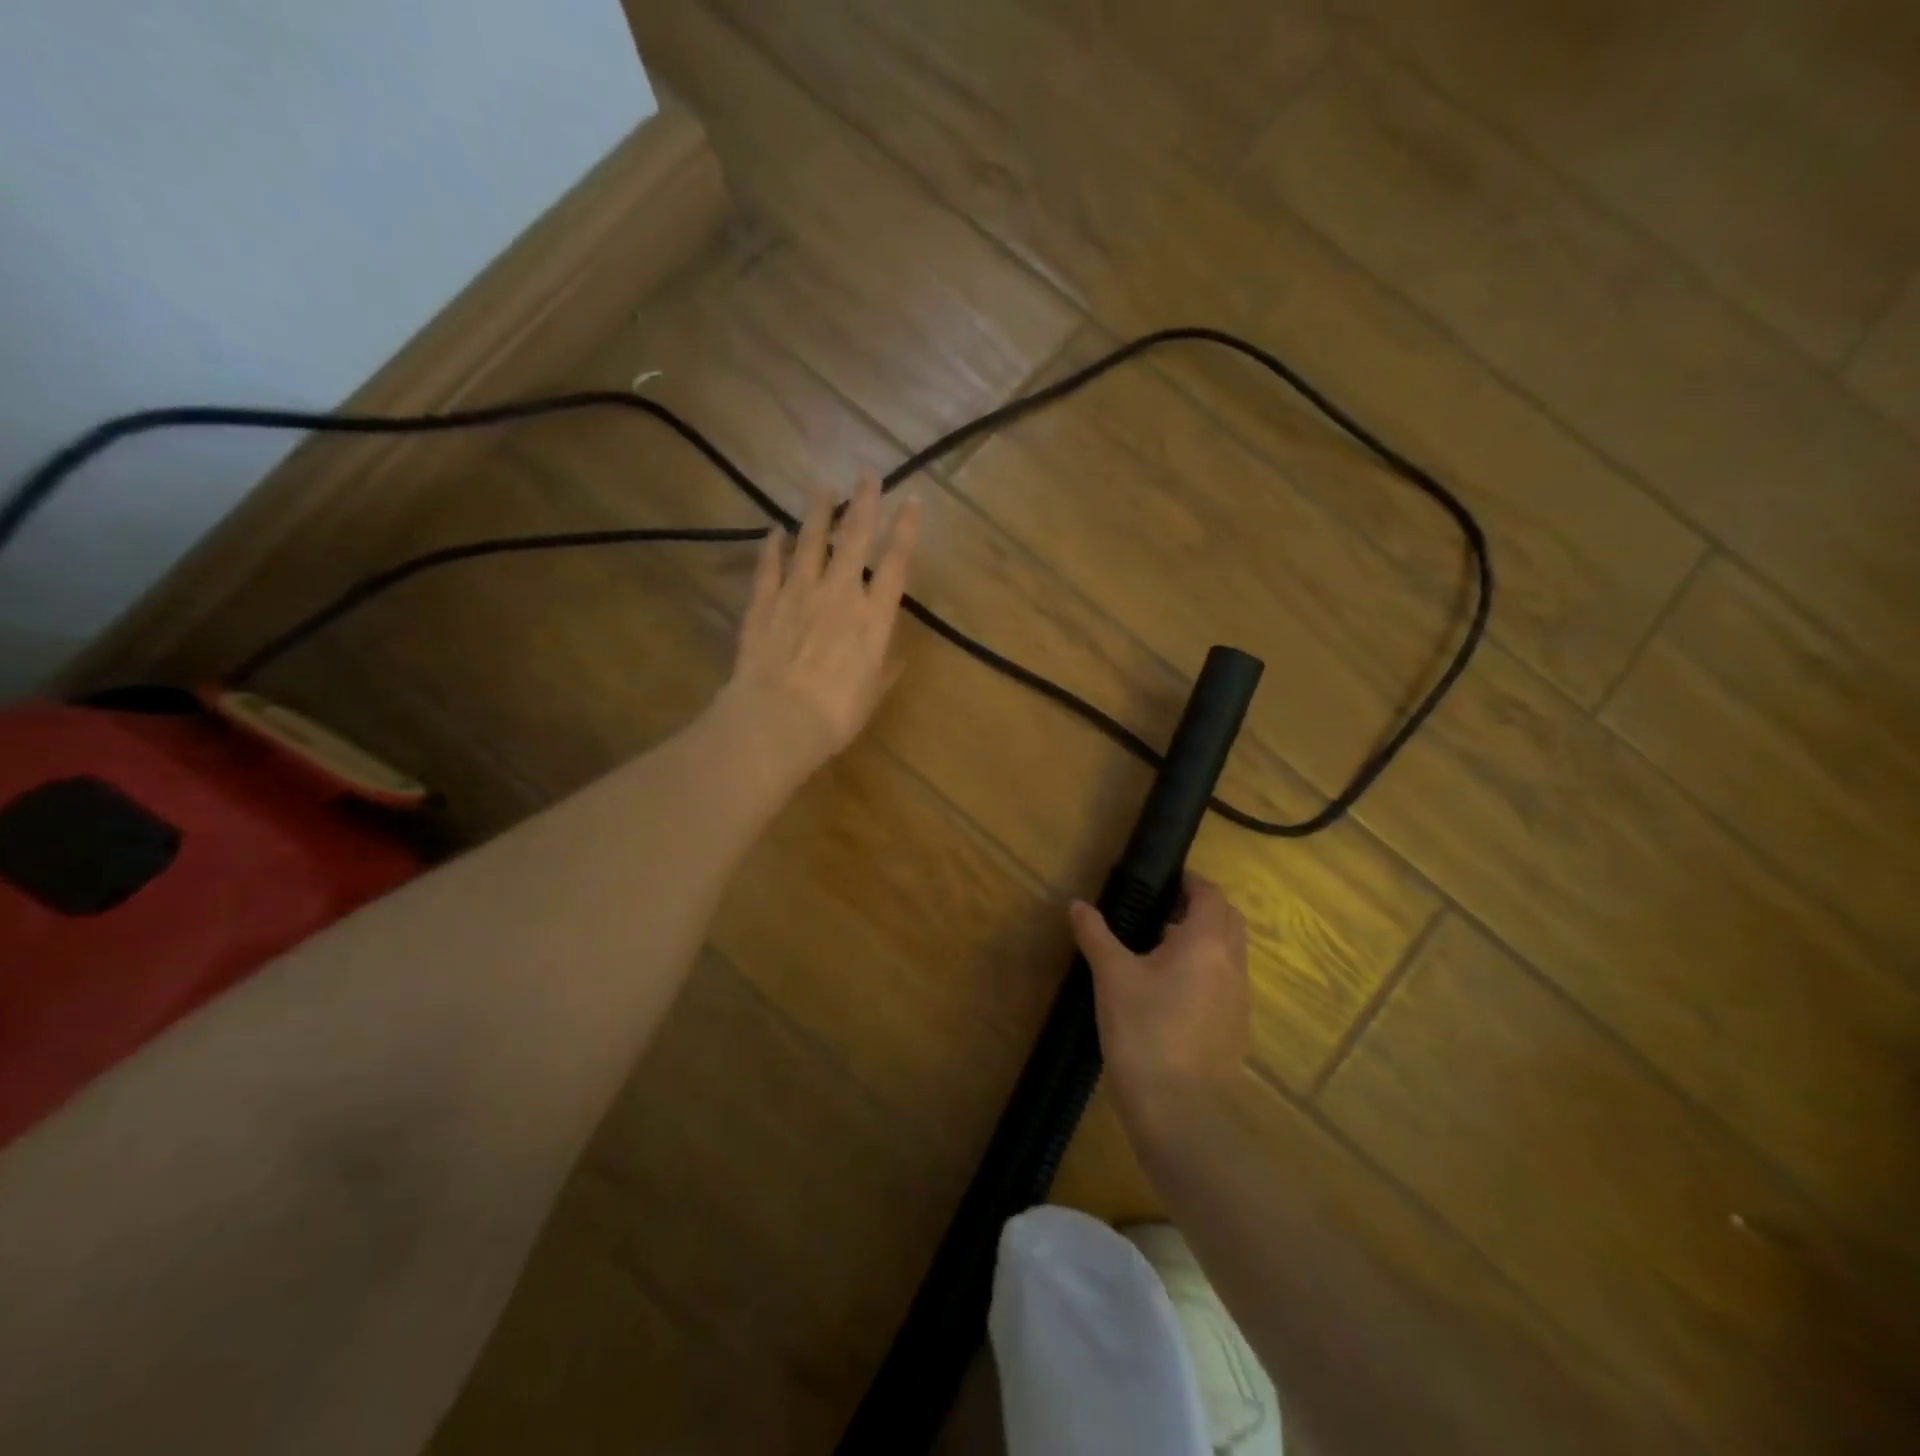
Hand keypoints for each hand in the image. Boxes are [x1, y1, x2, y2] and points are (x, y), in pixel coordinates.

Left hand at [724, 475, 921, 773]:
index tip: (913, 500)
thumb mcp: (871, 695)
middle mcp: (839, 594)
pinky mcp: (764, 603)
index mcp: (873, 618)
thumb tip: (895, 659)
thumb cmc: (835, 715)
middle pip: (854, 539)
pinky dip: (771, 547)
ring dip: (818, 513)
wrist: (777, 720)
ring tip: (823, 488)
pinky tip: (773, 531)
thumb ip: (884, 671)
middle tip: (868, 474)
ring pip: (810, 542)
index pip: (895, 563)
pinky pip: (769, 567)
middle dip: (864, 503)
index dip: (906, 529)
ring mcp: (798, 594)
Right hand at [1070, 874, 1251, 1143]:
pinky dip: (1206, 973)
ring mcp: (1239, 1000)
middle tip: (1160, 912)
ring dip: (1204, 942)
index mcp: (1206, 943)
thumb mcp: (1112, 978)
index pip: (1211, 895)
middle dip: (1200, 909)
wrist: (1180, 1112)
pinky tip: (1170, 994)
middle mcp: (1232, 965)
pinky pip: (1226, 984)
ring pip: (1229, 954)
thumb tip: (1077, 904)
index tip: (1162, 883)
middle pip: (1227, 920)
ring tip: (1159, 952)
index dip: (1190, 883)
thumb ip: (1096, 935)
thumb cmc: (1144, 1032)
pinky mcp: (1236, 1029)